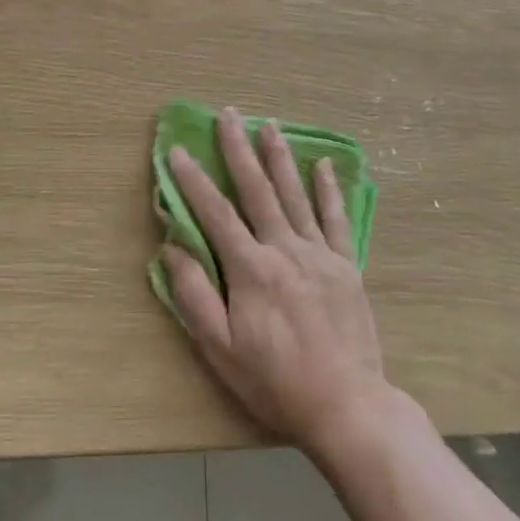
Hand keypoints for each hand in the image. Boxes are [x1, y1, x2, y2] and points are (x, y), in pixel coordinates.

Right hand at [161, 107, 391, 454]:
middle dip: (238, 150)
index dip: (193, 180)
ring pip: (295, 195)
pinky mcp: (346, 265)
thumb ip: (194, 295)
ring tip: (268, 124)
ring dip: (279, 157)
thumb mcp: (220, 350)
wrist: (347, 406)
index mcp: (251, 269)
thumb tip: (172, 248)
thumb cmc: (275, 381)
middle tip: (227, 114)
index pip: (215, 214)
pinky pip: (335, 219)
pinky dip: (328, 190)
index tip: (177, 150)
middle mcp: (285, 250)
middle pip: (257, 190)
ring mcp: (320, 254)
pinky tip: (322, 165)